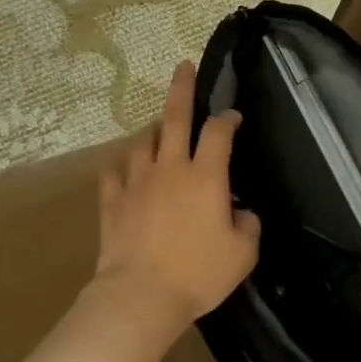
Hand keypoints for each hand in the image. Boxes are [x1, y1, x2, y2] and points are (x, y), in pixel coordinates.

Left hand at [93, 60, 260, 332]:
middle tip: (183, 66)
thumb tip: (242, 212)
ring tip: (158, 130)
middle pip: (174, 117)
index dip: (228, 119)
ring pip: (142, 142)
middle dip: (182, 88)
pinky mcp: (112, 201)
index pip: (219, 133)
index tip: (233, 117)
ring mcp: (136, 182)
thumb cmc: (199, 273)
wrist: (141, 295)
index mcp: (206, 176)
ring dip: (153, 131)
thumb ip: (248, 225)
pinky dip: (123, 165)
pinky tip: (125, 167)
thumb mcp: (243, 253)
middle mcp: (170, 168)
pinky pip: (114, 172)